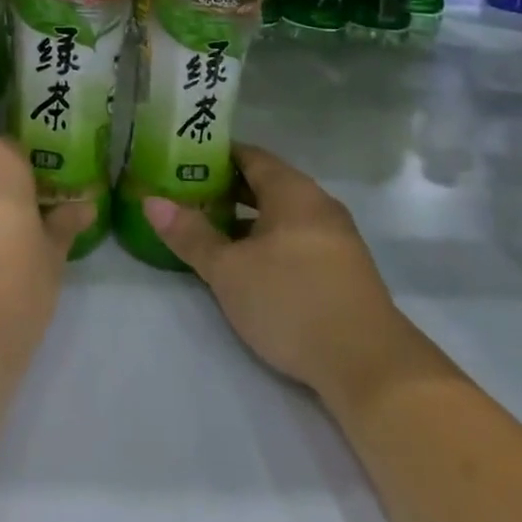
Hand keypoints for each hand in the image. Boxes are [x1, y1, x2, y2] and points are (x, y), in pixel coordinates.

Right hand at [142, 145, 420, 409]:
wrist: (371, 367)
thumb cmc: (292, 301)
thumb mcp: (229, 270)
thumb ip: (190, 234)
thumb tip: (151, 201)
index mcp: (292, 190)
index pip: (249, 155)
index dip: (215, 155)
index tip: (182, 160)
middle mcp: (317, 204)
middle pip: (266, 183)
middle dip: (226, 188)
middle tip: (187, 196)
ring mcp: (336, 237)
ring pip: (282, 214)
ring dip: (247, 218)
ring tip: (210, 230)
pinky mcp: (344, 270)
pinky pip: (297, 238)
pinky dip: (269, 240)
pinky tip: (249, 264)